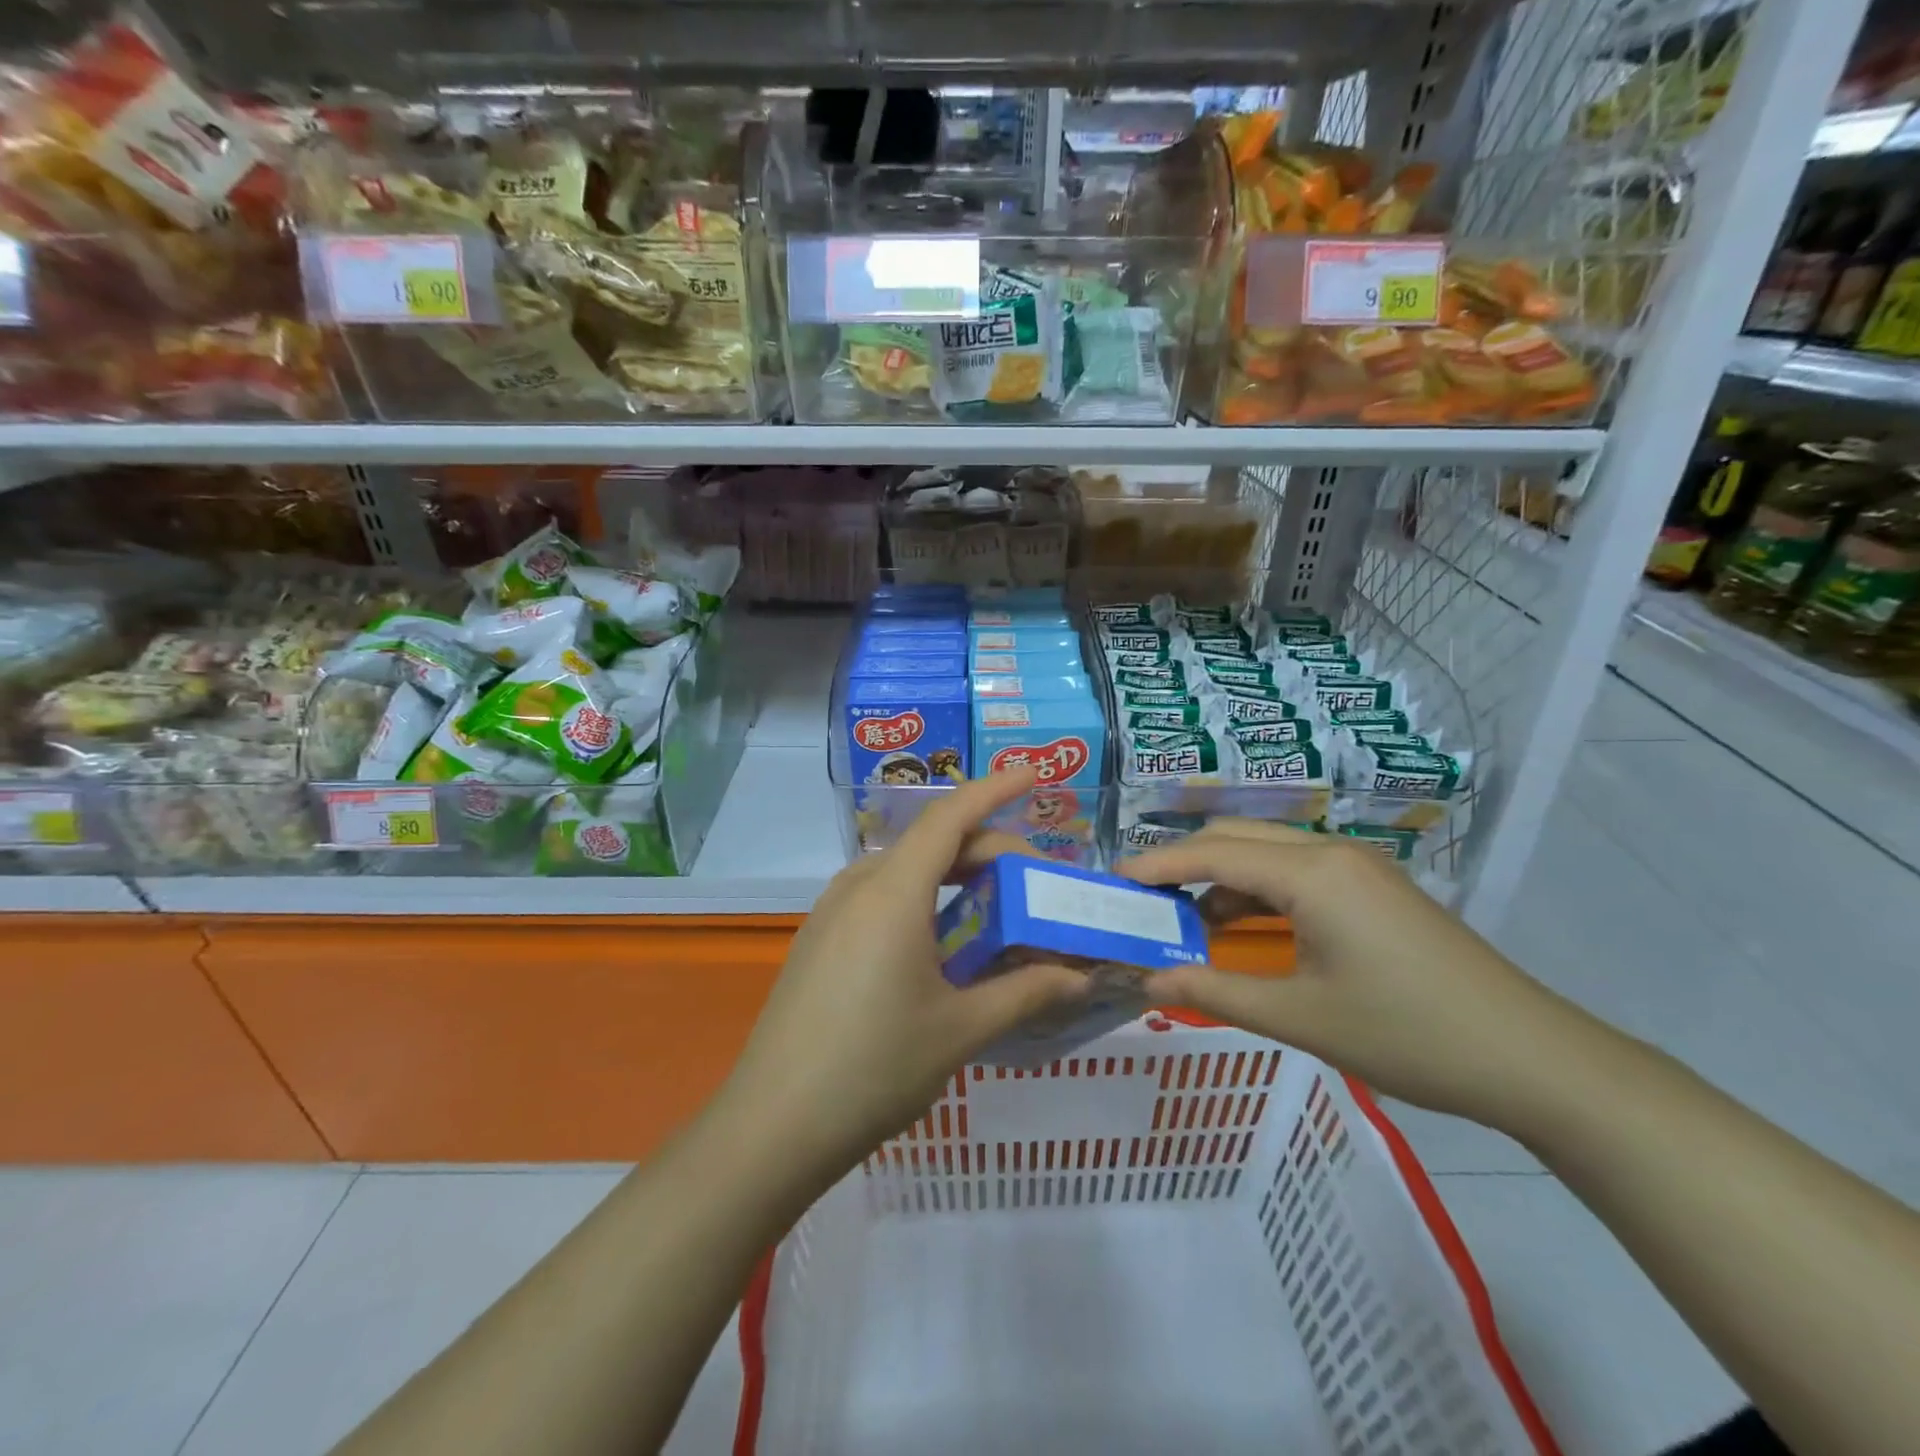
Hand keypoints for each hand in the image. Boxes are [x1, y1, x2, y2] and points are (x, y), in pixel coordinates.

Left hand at [712, 768, 1086, 1184]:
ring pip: (906, 871)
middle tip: (1038, 887)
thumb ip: (1025, 993)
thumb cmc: (874, 1067)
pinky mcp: (819, 939)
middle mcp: (858, 886)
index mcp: (893, 892)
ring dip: (956, 878)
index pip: (950, 817)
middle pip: (933, 845)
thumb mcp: (960, 1030)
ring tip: (997, 912)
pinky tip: (943, 944)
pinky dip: (924, 901)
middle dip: (990, 852)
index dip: (995, 789)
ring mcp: (831, 912)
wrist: (772, 1125)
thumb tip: (1079, 976)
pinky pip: (881, 898)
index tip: (1034, 774)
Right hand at [1120, 820, 1591, 1125]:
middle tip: (1142, 902)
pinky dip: (1258, 894)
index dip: (1156, 865)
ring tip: (1184, 922)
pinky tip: (1242, 930)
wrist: (1534, 1061)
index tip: (1112, 882)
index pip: (1212, 853)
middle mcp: (1331, 852)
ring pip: (1266, 854)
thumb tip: (1146, 980)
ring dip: (1221, 880)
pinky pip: (1297, 874)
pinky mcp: (1373, 889)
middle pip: (1235, 839)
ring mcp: (1358, 867)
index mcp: (1312, 874)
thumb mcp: (1301, 1019)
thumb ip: (1215, 991)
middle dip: (1182, 864)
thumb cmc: (1409, 1036)